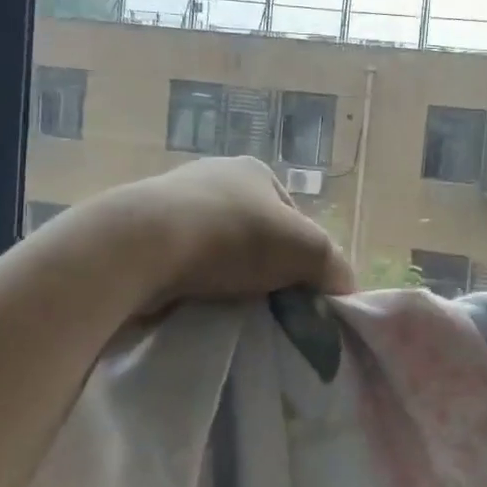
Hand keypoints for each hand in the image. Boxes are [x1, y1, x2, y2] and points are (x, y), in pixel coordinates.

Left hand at [72, 156, 354, 313]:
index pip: (294, 219)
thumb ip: (334, 267)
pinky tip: (197, 308)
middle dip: (266, 272)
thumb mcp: (306, 249)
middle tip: (272, 309)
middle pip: (256, 237)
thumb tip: (345, 290)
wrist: (141, 247)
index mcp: (254, 172)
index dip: (305, 258)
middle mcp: (214, 180)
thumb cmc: (233, 236)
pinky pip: (182, 268)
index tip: (303, 294)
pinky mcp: (142, 237)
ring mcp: (173, 207)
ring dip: (228, 283)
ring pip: (218, 255)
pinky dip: (194, 288)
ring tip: (233, 314)